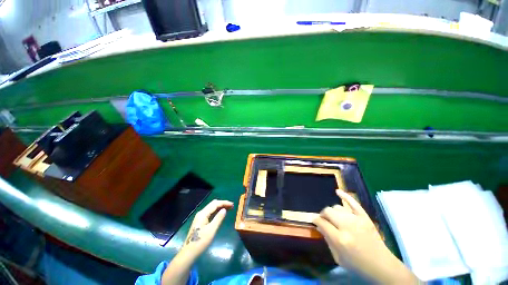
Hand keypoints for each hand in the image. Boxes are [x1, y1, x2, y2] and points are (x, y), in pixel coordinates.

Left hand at [182, 199, 233, 257]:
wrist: (189, 253)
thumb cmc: (201, 241)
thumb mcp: (212, 230)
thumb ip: (218, 218)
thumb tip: (225, 209)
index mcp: (203, 213)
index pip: (215, 204)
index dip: (224, 203)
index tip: (232, 204)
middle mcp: (201, 213)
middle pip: (213, 204)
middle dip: (222, 204)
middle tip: (231, 206)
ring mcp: (200, 217)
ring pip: (212, 208)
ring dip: (220, 207)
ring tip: (228, 209)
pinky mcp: (200, 222)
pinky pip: (210, 213)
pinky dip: (216, 212)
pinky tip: (221, 214)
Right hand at [313, 189, 419, 283]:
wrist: (382, 266)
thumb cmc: (358, 265)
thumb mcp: (338, 258)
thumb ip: (327, 239)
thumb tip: (319, 225)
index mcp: (340, 239)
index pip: (321, 222)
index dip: (316, 220)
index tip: (314, 221)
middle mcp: (347, 226)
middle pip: (328, 211)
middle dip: (323, 215)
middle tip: (324, 220)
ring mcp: (357, 220)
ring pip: (337, 207)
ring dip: (332, 212)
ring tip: (334, 218)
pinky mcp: (365, 217)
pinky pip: (353, 202)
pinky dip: (345, 195)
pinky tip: (337, 191)